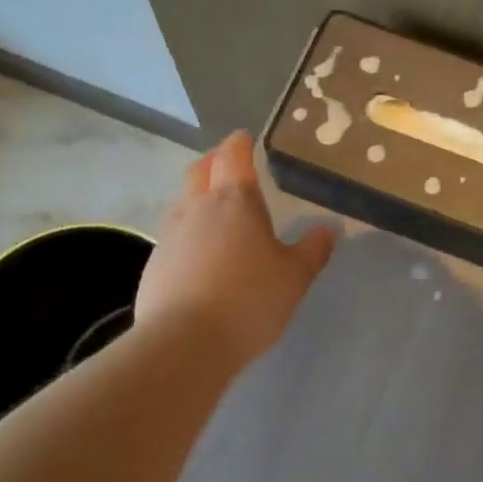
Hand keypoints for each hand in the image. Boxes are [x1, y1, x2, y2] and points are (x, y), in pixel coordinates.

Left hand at [137, 131, 336, 366]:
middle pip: (200, 170)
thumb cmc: (249, 300)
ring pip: (183, 201)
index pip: (233, 156)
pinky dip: (188, 233)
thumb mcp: (294, 277)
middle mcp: (198, 208)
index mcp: (235, 201)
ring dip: (197, 196)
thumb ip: (312, 250)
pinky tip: (200, 255)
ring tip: (215, 210)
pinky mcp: (154, 264)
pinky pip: (173, 235)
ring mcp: (170, 235)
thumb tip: (328, 228)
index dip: (239, 144)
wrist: (184, 343)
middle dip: (214, 161)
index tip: (245, 138)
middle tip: (228, 165)